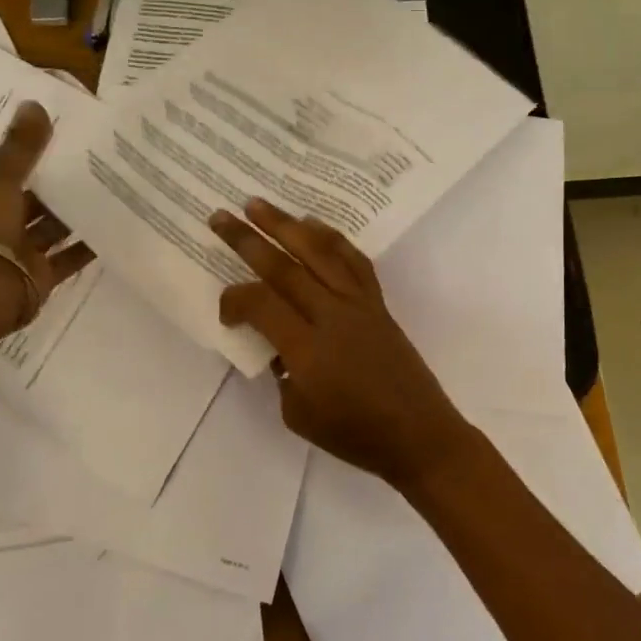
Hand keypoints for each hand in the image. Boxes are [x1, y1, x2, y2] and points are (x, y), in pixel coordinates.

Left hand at [0, 102, 93, 333]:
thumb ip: (21, 147)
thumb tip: (35, 103)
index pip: (5, 169)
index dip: (31, 153)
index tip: (64, 136)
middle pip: (31, 198)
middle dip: (59, 183)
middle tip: (98, 158)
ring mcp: (17, 251)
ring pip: (51, 227)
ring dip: (75, 213)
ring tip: (112, 187)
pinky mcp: (39, 276)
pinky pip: (67, 257)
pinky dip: (87, 245)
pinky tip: (114, 227)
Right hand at [210, 198, 471, 490]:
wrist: (418, 435)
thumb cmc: (355, 434)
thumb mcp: (298, 415)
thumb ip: (281, 373)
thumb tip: (279, 345)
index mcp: (307, 348)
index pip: (260, 304)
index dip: (234, 300)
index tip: (226, 313)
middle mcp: (331, 315)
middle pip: (284, 267)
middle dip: (248, 239)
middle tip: (221, 216)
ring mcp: (358, 304)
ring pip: (318, 253)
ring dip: (286, 225)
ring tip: (260, 204)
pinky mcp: (377, 303)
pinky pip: (353, 261)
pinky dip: (332, 238)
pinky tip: (314, 225)